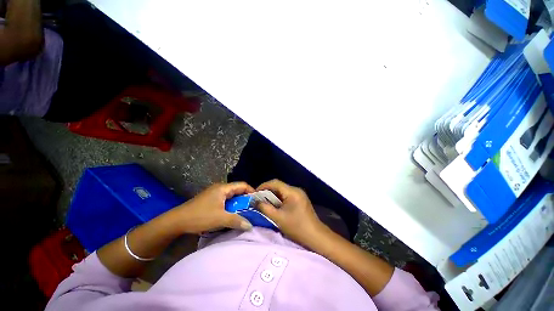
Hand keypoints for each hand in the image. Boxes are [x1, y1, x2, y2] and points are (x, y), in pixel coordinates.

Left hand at [172, 182, 254, 233]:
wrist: (176, 221)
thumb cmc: (200, 216)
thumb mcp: (220, 219)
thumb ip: (237, 221)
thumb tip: (250, 225)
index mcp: (223, 188)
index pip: (242, 185)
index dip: (251, 191)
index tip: (257, 200)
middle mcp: (220, 188)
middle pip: (237, 190)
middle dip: (246, 198)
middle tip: (253, 207)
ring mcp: (214, 194)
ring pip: (231, 196)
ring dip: (238, 203)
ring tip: (245, 211)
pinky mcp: (210, 200)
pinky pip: (225, 200)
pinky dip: (231, 205)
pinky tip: (233, 213)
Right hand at [256, 179, 324, 245]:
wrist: (315, 236)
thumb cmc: (296, 227)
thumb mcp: (278, 218)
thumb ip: (265, 208)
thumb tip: (255, 201)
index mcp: (292, 192)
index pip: (275, 183)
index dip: (263, 186)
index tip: (255, 193)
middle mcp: (296, 190)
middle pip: (279, 186)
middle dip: (267, 191)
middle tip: (258, 199)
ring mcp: (299, 194)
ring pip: (282, 191)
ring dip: (273, 195)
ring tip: (264, 202)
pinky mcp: (300, 199)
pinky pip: (287, 195)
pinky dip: (279, 199)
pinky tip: (275, 206)